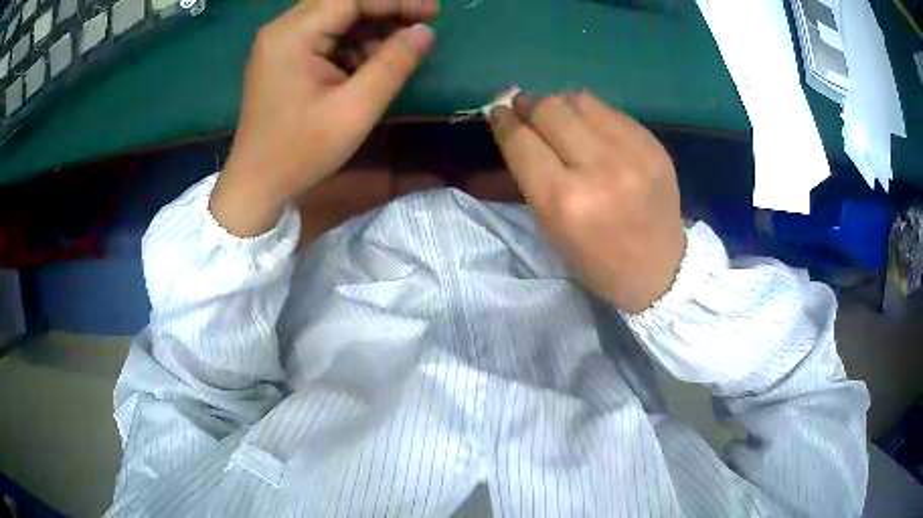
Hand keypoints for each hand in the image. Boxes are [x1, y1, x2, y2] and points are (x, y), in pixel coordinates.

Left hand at [212, 0, 437, 235]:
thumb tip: (425, 32)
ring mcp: (279, 42)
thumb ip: (392, 65)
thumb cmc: (300, 152)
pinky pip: (323, 35)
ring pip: (334, 16)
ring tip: (397, 49)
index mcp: (292, 36)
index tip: (433, 12)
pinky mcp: (282, 56)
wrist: (256, 184)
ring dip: (369, 27)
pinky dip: (351, 42)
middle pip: (342, 2)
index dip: (396, 1)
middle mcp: (282, 29)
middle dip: (384, 9)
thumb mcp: (354, 110)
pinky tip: (368, 62)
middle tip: (422, 23)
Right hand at [489, 91, 684, 312]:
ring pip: (579, 101)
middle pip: (549, 109)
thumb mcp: (551, 226)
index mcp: (563, 201)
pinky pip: (610, 110)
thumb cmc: (596, 259)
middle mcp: (598, 170)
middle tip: (525, 109)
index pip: (522, 141)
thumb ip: (530, 173)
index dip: (504, 121)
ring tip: (561, 120)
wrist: (659, 269)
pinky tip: (593, 130)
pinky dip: (592, 115)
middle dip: (530, 106)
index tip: (498, 112)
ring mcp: (632, 153)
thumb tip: (513, 124)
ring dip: (561, 106)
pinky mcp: (653, 145)